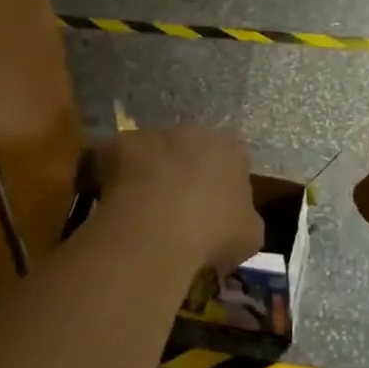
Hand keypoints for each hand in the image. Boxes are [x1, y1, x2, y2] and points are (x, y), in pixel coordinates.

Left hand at [95, 125, 261, 278]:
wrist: (156, 230)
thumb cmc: (211, 233)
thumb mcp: (249, 236)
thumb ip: (245, 217)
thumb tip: (234, 218)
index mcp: (232, 150)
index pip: (234, 159)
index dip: (224, 183)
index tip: (215, 209)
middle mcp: (195, 131)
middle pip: (192, 148)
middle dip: (187, 170)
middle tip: (178, 206)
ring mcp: (155, 133)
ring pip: (155, 150)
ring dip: (152, 170)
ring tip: (145, 208)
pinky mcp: (120, 143)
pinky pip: (120, 159)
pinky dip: (119, 177)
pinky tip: (119, 204)